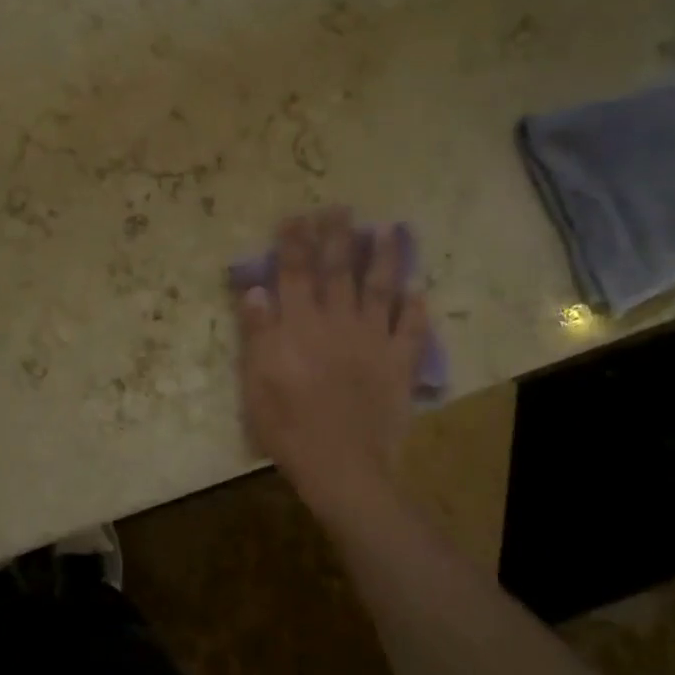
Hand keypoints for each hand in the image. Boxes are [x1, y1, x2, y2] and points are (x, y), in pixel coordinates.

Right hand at [236, 208, 426, 525]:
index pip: (295, 274)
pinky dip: (416, 310)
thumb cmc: (288, 425)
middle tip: (341, 208)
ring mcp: (373, 341)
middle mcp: (337, 323)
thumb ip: (257, 333)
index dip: (295, 243)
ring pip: (379, 290)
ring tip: (388, 230)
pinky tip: (418, 292)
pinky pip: (411, 331)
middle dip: (338, 237)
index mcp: (299, 326)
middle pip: (338, 271)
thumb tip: (256, 288)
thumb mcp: (256, 381)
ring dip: (384, 258)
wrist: (341, 465)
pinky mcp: (398, 365)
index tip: (296, 217)